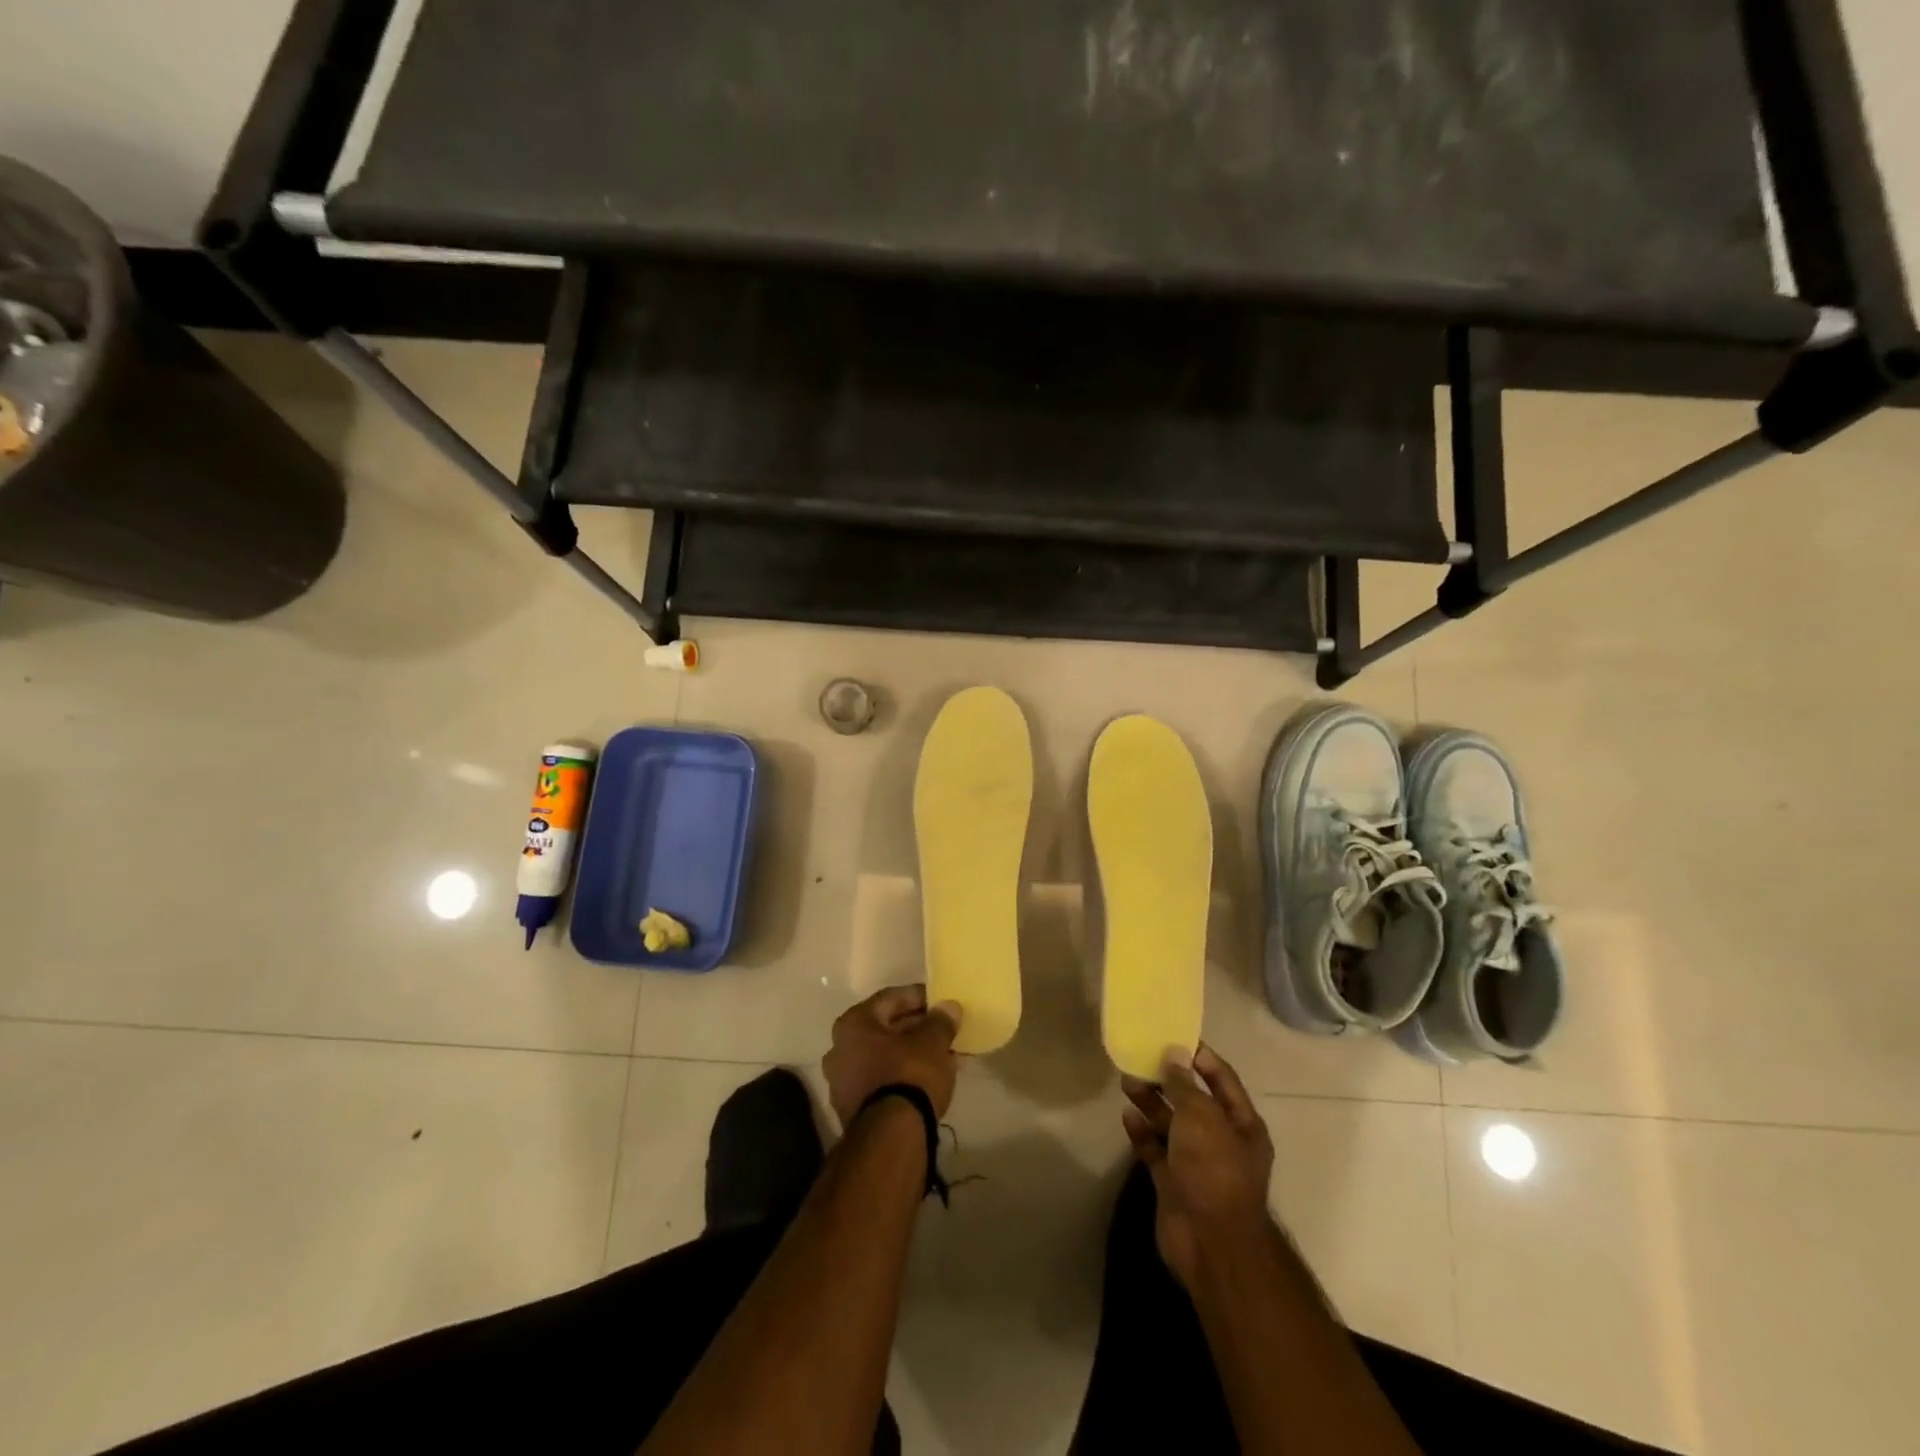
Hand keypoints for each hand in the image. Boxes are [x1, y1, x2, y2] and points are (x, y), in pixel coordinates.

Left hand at [824, 984, 963, 1126]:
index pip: (889, 999)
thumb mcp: (932, 1043)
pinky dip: (900, 1074)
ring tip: (940, 1055)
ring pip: (881, 1056)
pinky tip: (926, 1079)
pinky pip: (880, 1080)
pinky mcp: (851, 1110)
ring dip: (909, 1052)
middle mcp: (838, 1048)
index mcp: (853, 1024)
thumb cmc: (908, 1075)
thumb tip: (948, 1007)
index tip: (939, 1001)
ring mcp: (841, 1082)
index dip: (917, 996)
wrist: (890, 1138)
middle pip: (883, 1029)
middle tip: (941, 1029)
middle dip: (914, 1027)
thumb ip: (940, 1021)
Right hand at [1121, 1044, 1275, 1290]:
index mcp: (1242, 1124)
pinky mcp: (1173, 1182)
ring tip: (1127, 1081)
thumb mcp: (1201, 1116)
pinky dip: (1142, 1133)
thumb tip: (1174, 1053)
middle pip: (1192, 1101)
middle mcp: (1221, 1141)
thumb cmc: (1214, 1169)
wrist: (1210, 1242)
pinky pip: (1155, 1150)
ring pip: (1171, 1124)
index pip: (1222, 1079)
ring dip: (1151, 1102)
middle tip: (1141, 1058)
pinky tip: (1127, 1116)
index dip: (1200, 1057)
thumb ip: (1185, 1084)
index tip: (1173, 1036)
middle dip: (1168, 1080)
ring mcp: (1196, 1163)